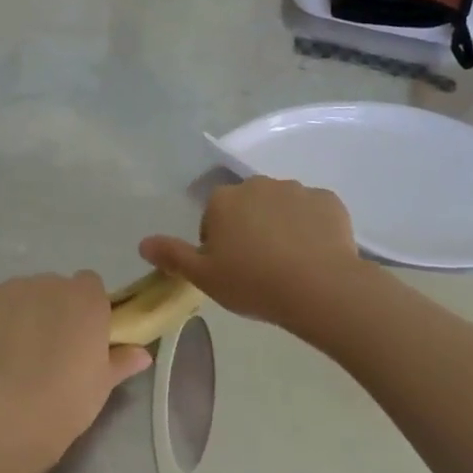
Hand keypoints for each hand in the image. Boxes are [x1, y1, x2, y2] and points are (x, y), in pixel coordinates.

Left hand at [0, 272, 151, 472]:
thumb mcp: (102, 384)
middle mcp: (52, 283)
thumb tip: (142, 354)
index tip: (80, 336)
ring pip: (21, 294)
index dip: (84, 309)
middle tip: (46, 349)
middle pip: (54, 288)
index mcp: (88, 298)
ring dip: (21, 313)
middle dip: (51, 310)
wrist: (8, 413)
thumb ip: (122, 361)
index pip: (90, 285)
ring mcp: (13, 288)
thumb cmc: (68, 400)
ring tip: (12, 354)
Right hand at [140, 177, 364, 327]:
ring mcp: (297, 189)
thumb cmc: (253, 282)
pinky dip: (311, 228)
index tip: (229, 268)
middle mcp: (258, 184)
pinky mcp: (329, 201)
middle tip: (257, 267)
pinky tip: (315, 256)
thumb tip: (143, 243)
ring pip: (281, 207)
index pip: (213, 216)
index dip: (218, 242)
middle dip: (250, 229)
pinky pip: (313, 212)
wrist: (319, 287)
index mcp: (224, 200)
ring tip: (289, 264)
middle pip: (248, 206)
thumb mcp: (204, 277)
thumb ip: (172, 256)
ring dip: (281, 226)